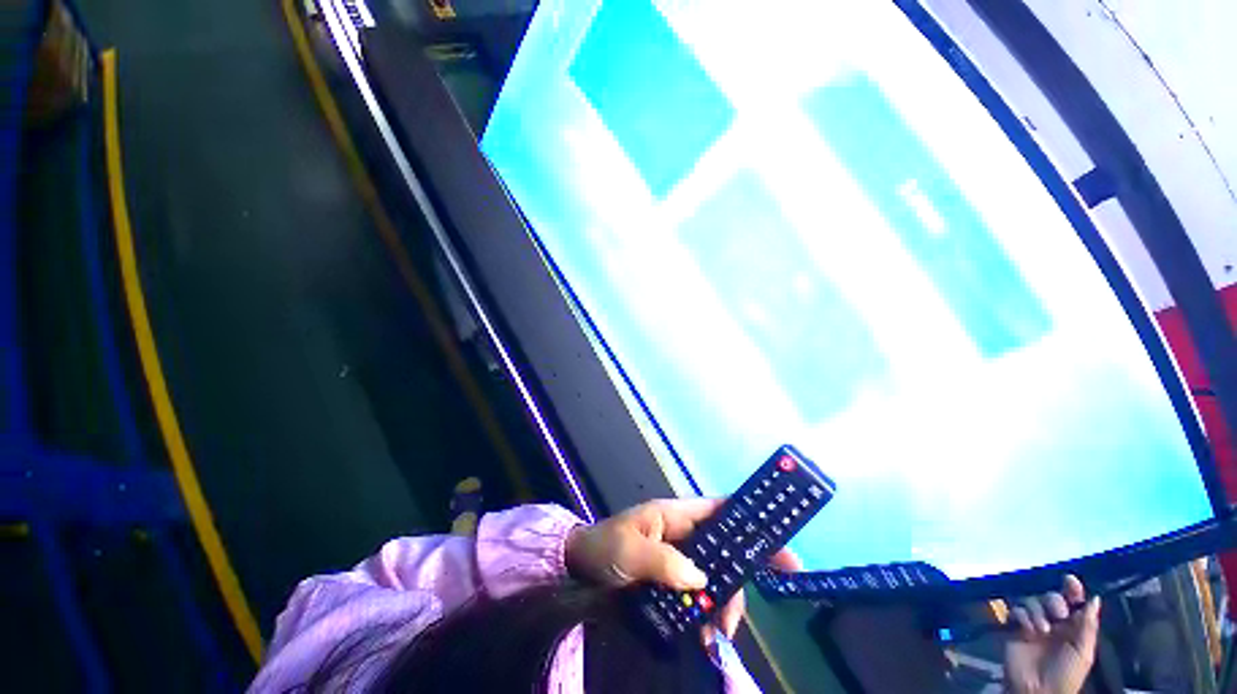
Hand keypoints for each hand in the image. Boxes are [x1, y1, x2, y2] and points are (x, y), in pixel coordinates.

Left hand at [565, 498, 801, 637]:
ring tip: (718, 633)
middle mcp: (683, 535)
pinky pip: (700, 597)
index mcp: (675, 515)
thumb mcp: (629, 550)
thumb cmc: (603, 548)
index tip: (778, 544)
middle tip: (750, 607)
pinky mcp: (673, 582)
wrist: (577, 569)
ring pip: (715, 578)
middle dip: (740, 578)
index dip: (749, 520)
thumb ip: (664, 561)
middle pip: (725, 550)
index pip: (719, 510)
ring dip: (723, 604)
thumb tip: (701, 579)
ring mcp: (679, 559)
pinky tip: (706, 636)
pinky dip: (708, 616)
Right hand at [1004, 575, 1101, 693]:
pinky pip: (1016, 611)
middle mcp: (1054, 623)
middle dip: (1053, 602)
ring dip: (1038, 611)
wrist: (1037, 690)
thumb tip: (1095, 598)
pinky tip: (1027, 629)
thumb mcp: (1083, 651)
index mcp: (1073, 627)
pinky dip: (1023, 616)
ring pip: (1033, 602)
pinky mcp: (1015, 628)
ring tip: (1041, 629)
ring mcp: (1034, 625)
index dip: (1072, 590)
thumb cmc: (1066, 673)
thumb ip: (1087, 626)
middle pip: (1051, 598)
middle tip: (1058, 615)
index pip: (1074, 602)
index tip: (1069, 580)